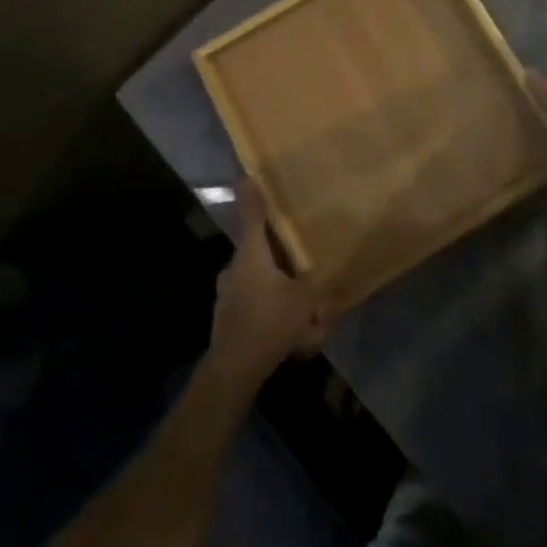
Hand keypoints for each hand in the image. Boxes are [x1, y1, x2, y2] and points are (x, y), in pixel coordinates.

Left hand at [207, 178, 328, 386]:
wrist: (233, 371)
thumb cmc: (269, 323)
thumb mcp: (304, 300)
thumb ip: (314, 282)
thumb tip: (319, 271)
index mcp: (251, 254)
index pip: (252, 215)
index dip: (252, 195)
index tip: (246, 176)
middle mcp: (235, 268)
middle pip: (261, 253)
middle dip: (284, 263)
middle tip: (305, 275)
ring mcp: (227, 294)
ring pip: (260, 284)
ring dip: (282, 296)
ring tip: (309, 323)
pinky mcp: (228, 318)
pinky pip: (257, 308)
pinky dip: (275, 317)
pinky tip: (295, 341)